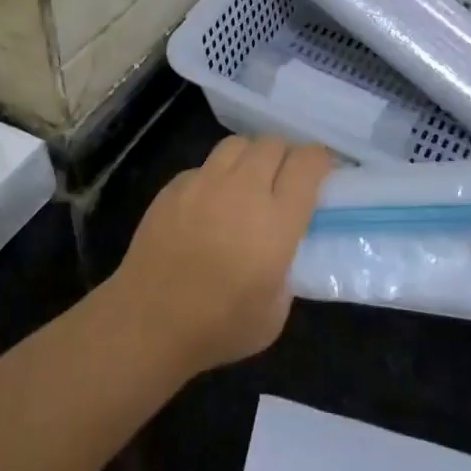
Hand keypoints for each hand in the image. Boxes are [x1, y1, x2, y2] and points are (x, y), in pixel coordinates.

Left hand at [107, 136, 330, 378]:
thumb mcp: (276, 311)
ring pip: (238, 144)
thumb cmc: (218, 326)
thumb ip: (287, 268)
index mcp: (276, 221)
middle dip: (287, 156)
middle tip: (286, 180)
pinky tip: (210, 204)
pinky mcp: (174, 185)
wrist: (148, 322)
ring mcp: (204, 182)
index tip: (322, 173)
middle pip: (273, 144)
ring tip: (249, 181)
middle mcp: (243, 190)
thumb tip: (283, 248)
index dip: (320, 161)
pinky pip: (205, 165)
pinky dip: (216, 175)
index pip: (307, 163)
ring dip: (252, 157)